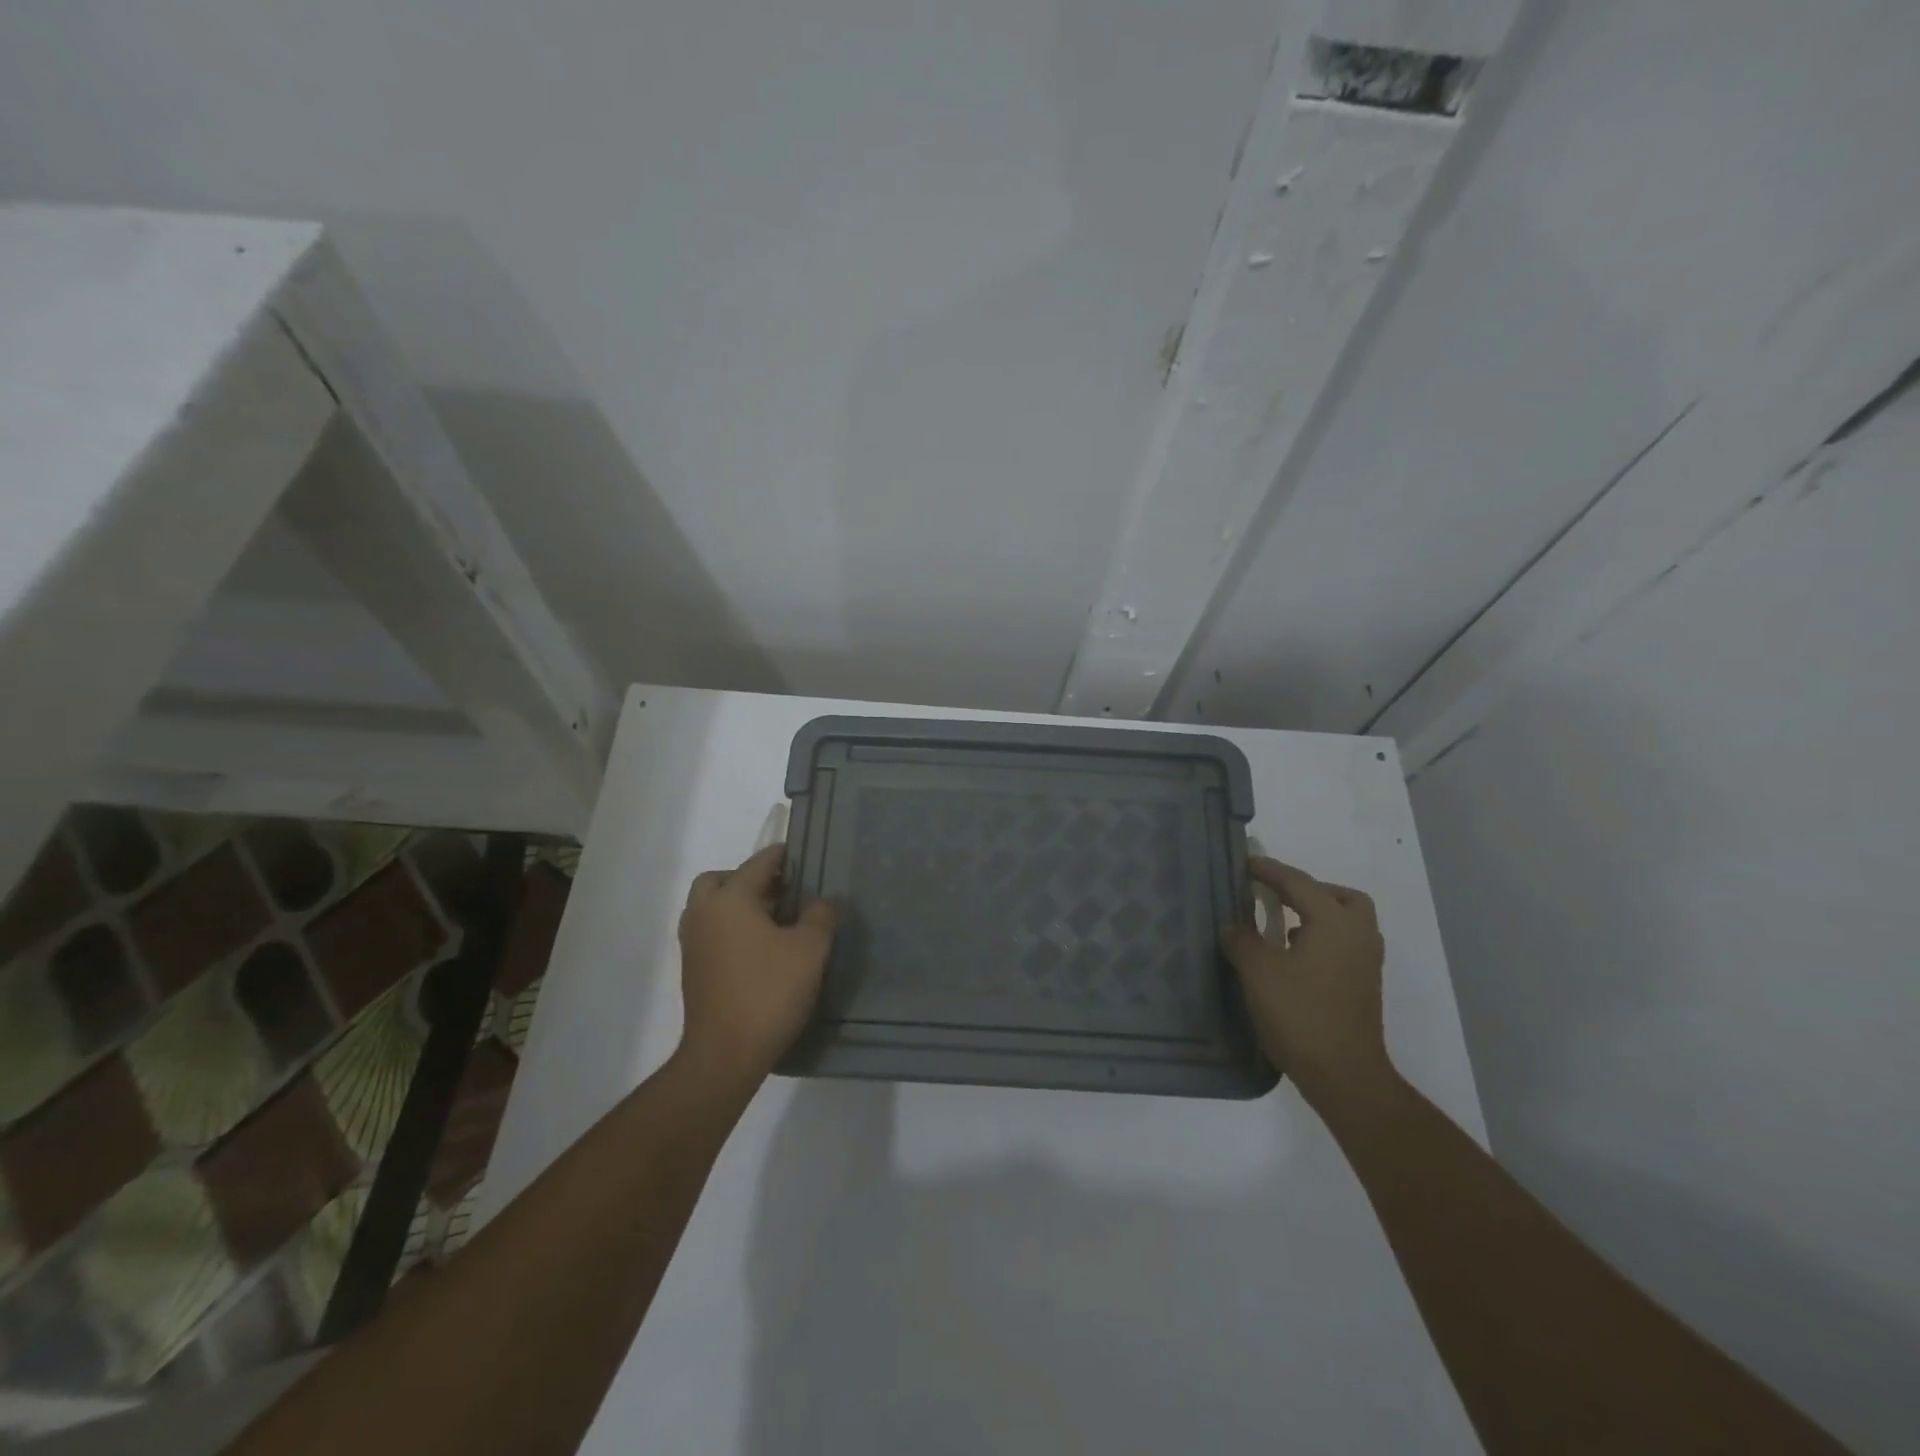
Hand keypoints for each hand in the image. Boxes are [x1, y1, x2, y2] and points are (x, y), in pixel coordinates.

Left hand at [675, 845, 836, 1088]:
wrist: (725, 1054)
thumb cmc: (769, 992)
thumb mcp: (810, 949)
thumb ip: (819, 916)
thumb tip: (821, 901)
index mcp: (729, 899)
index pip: (758, 863)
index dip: (782, 857)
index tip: (802, 857)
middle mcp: (704, 914)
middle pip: (720, 880)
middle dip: (748, 879)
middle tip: (781, 892)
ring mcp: (693, 944)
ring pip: (711, 908)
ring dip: (737, 905)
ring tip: (774, 921)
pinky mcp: (693, 971)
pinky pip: (711, 933)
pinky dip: (731, 929)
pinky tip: (759, 949)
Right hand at [1223, 858, 1393, 1113]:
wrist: (1344, 1075)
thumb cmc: (1300, 1015)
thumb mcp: (1258, 972)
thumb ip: (1242, 940)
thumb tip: (1233, 927)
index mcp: (1335, 922)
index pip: (1298, 882)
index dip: (1269, 870)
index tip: (1245, 863)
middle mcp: (1358, 936)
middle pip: (1340, 897)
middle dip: (1309, 891)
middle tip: (1277, 897)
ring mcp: (1366, 964)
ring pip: (1347, 924)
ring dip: (1317, 917)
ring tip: (1281, 928)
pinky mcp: (1364, 988)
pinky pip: (1344, 947)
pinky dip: (1322, 941)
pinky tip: (1293, 959)